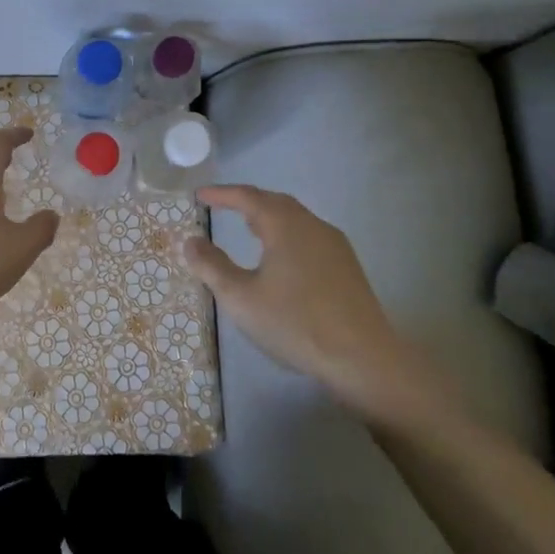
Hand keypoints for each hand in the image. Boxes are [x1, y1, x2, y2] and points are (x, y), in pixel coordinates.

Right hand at [183, 184, 458, 428]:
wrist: (363, 360)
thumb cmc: (294, 323)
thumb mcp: (240, 297)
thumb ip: (211, 266)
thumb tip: (191, 241)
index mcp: (285, 225)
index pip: (247, 197)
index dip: (221, 194)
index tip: (199, 195)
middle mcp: (312, 225)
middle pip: (275, 202)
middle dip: (247, 202)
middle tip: (223, 206)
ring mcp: (335, 245)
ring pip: (295, 219)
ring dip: (269, 218)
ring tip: (249, 229)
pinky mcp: (347, 267)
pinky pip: (309, 236)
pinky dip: (287, 235)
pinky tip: (281, 259)